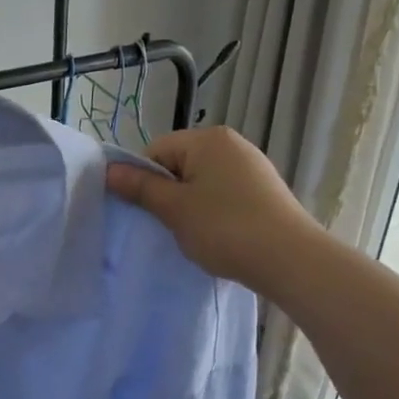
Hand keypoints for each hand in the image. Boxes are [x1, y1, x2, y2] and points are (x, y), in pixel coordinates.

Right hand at [106, 126, 319, 288]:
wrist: (290, 259)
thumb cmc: (225, 228)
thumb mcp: (174, 209)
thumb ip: (140, 188)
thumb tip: (108, 170)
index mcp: (208, 139)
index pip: (156, 151)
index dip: (144, 181)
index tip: (148, 212)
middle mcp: (231, 144)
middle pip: (179, 165)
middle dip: (168, 194)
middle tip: (168, 226)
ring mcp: (251, 167)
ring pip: (201, 182)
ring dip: (189, 206)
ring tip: (194, 234)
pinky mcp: (264, 191)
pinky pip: (223, 194)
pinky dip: (213, 212)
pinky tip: (218, 235)